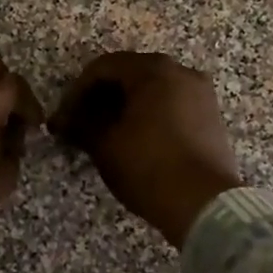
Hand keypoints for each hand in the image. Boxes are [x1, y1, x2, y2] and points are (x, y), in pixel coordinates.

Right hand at [49, 52, 242, 248]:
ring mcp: (200, 93)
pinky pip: (170, 103)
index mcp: (153, 70)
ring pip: (151, 89)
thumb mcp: (105, 145)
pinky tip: (133, 138)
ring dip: (123, 106)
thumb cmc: (149, 167)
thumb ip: (80, 124)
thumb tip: (62, 121)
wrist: (205, 205)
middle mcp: (181, 71)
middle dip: (100, 97)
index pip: (103, 68)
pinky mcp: (210, 115)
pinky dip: (147, 114)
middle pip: (129, 74)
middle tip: (79, 123)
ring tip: (104, 133)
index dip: (76, 91)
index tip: (63, 118)